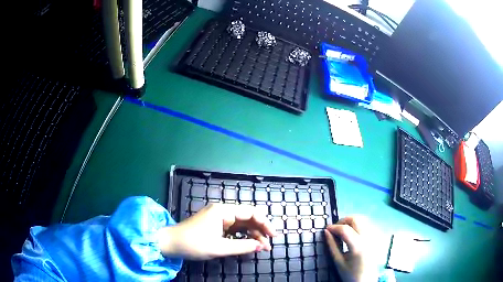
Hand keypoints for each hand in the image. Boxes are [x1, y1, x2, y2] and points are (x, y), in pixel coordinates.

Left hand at [158, 203, 275, 259]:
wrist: (171, 243)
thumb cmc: (193, 244)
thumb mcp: (219, 247)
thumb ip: (242, 246)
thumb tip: (260, 246)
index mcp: (223, 211)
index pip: (250, 212)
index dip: (265, 223)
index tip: (273, 235)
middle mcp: (222, 211)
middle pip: (247, 218)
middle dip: (260, 230)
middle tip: (268, 245)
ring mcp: (218, 219)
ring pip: (242, 224)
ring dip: (253, 235)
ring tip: (262, 248)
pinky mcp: (215, 226)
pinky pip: (234, 229)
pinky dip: (243, 237)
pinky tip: (249, 244)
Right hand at [324, 216, 377, 281]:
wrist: (366, 281)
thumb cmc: (350, 274)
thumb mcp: (338, 262)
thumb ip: (332, 246)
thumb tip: (326, 232)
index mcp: (358, 247)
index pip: (345, 229)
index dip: (334, 227)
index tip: (326, 229)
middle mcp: (368, 238)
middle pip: (356, 219)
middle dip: (343, 221)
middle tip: (335, 229)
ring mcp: (373, 237)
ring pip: (362, 219)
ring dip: (351, 222)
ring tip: (342, 232)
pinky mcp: (375, 238)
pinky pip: (367, 225)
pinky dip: (357, 226)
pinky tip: (352, 235)